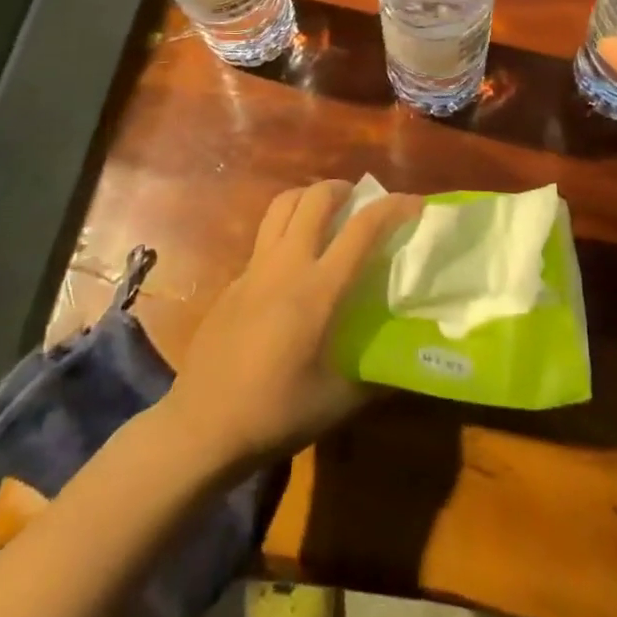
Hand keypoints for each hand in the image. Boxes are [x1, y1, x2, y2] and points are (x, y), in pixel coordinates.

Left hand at [163, 179, 420, 470]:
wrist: (201, 427)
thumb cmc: (274, 414)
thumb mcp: (337, 402)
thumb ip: (376, 377)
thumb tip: (409, 365)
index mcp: (318, 290)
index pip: (362, 230)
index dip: (393, 209)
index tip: (415, 203)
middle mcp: (286, 265)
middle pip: (315, 198)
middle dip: (343, 189)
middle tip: (360, 201)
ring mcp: (254, 269)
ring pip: (282, 205)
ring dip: (309, 197)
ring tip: (326, 212)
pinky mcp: (233, 281)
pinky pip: (264, 237)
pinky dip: (286, 229)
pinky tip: (293, 264)